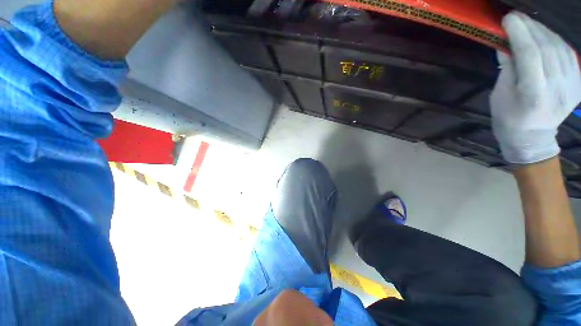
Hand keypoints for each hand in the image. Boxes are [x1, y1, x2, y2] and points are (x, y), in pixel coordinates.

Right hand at [491, 11, 580, 163]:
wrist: (533, 136)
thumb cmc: (508, 118)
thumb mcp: (500, 96)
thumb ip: (507, 69)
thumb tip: (507, 45)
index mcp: (534, 95)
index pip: (530, 55)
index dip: (520, 33)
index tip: (508, 19)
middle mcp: (558, 89)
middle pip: (547, 48)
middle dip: (530, 28)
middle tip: (516, 18)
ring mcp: (572, 87)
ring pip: (560, 48)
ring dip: (543, 32)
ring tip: (528, 24)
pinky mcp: (578, 84)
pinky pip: (569, 54)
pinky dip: (556, 41)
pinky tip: (545, 37)